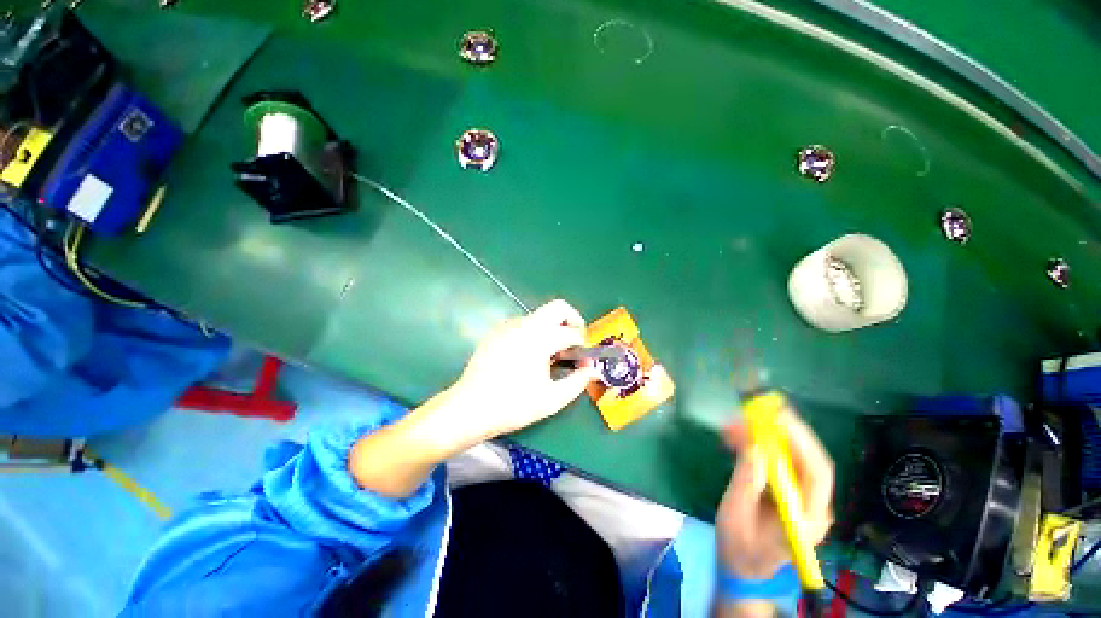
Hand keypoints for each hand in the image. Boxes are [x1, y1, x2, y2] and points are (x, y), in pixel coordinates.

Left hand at [449, 299, 598, 439]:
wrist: (470, 407)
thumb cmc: (513, 405)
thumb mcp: (552, 399)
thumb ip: (577, 382)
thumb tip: (590, 369)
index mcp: (540, 337)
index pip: (571, 333)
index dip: (582, 346)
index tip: (582, 361)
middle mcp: (525, 324)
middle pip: (558, 307)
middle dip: (573, 321)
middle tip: (574, 343)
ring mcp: (509, 325)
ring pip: (540, 316)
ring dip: (553, 328)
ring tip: (551, 355)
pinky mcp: (497, 331)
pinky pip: (524, 324)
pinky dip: (535, 333)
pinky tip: (530, 356)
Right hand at [715, 406, 833, 579]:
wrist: (741, 568)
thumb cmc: (738, 548)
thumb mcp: (735, 516)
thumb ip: (746, 482)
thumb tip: (753, 446)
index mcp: (807, 518)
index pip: (816, 473)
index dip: (800, 441)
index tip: (776, 418)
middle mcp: (811, 503)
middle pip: (806, 458)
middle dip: (780, 431)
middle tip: (753, 410)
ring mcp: (799, 495)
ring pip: (790, 455)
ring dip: (764, 434)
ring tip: (735, 422)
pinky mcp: (785, 489)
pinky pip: (776, 459)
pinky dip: (757, 443)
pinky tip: (736, 436)